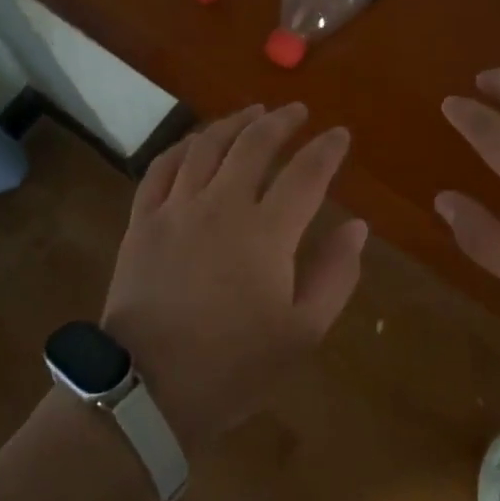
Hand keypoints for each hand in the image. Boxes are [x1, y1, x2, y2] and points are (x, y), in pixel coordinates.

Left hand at [102, 104, 367, 446]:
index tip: (340, 134)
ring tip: (253, 112)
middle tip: (298, 111)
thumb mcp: (303, 333)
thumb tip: (357, 226)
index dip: (327, 149)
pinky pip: (162, 167)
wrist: (149, 390)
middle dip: (281, 121)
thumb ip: (335, 275)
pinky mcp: (143, 220)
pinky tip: (196, 141)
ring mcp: (177, 208)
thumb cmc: (234, 366)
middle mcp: (222, 205)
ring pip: (207, 145)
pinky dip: (183, 146)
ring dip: (234, 122)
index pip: (306, 173)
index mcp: (266, 232)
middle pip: (255, 144)